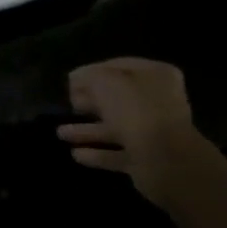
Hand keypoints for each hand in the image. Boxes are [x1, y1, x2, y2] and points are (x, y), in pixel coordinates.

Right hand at [57, 57, 206, 206]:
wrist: (166, 161)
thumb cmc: (136, 112)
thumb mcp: (106, 82)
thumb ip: (89, 76)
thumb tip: (76, 79)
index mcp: (156, 76)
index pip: (119, 66)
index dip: (92, 72)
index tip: (69, 81)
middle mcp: (157, 102)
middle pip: (117, 99)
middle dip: (90, 102)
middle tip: (68, 104)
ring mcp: (153, 133)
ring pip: (114, 128)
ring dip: (87, 130)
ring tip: (60, 133)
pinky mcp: (145, 159)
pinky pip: (116, 153)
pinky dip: (96, 153)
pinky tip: (75, 154)